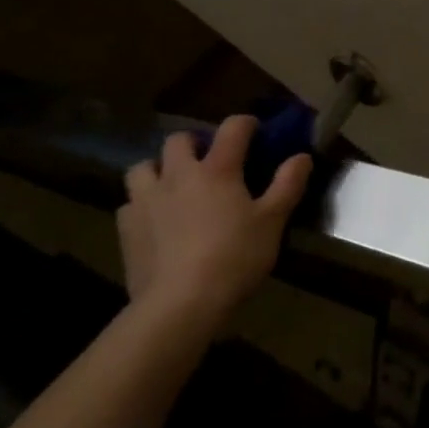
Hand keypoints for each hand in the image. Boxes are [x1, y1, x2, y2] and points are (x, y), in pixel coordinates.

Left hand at [118, 115, 310, 331]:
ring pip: (143, 167)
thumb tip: (302, 156)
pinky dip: (141, 206)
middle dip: (194, 143)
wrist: (180, 303)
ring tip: (172, 187)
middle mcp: (178, 174)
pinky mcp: (127, 227)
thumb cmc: (234, 258)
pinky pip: (130, 204)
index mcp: (217, 169)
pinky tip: (153, 222)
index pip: (232, 128)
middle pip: (179, 140)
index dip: (245, 124)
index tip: (255, 131)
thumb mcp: (272, 223)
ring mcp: (147, 199)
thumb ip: (287, 185)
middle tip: (208, 162)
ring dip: (158, 170)